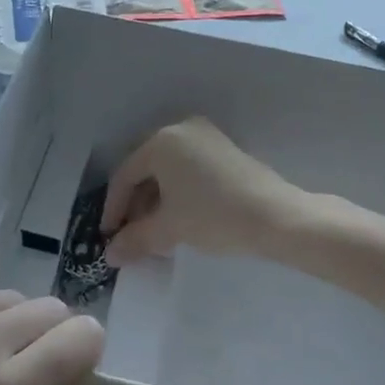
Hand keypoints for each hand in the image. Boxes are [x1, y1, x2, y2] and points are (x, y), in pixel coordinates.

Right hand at [102, 118, 303, 265]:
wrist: (276, 217)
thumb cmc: (213, 216)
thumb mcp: (168, 229)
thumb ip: (134, 239)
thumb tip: (110, 254)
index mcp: (161, 141)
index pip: (125, 175)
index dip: (113, 209)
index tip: (108, 237)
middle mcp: (181, 130)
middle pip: (146, 170)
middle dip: (136, 206)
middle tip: (131, 236)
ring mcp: (206, 137)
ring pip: (168, 171)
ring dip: (156, 201)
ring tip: (154, 233)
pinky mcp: (224, 150)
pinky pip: (188, 169)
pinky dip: (177, 192)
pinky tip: (179, 219)